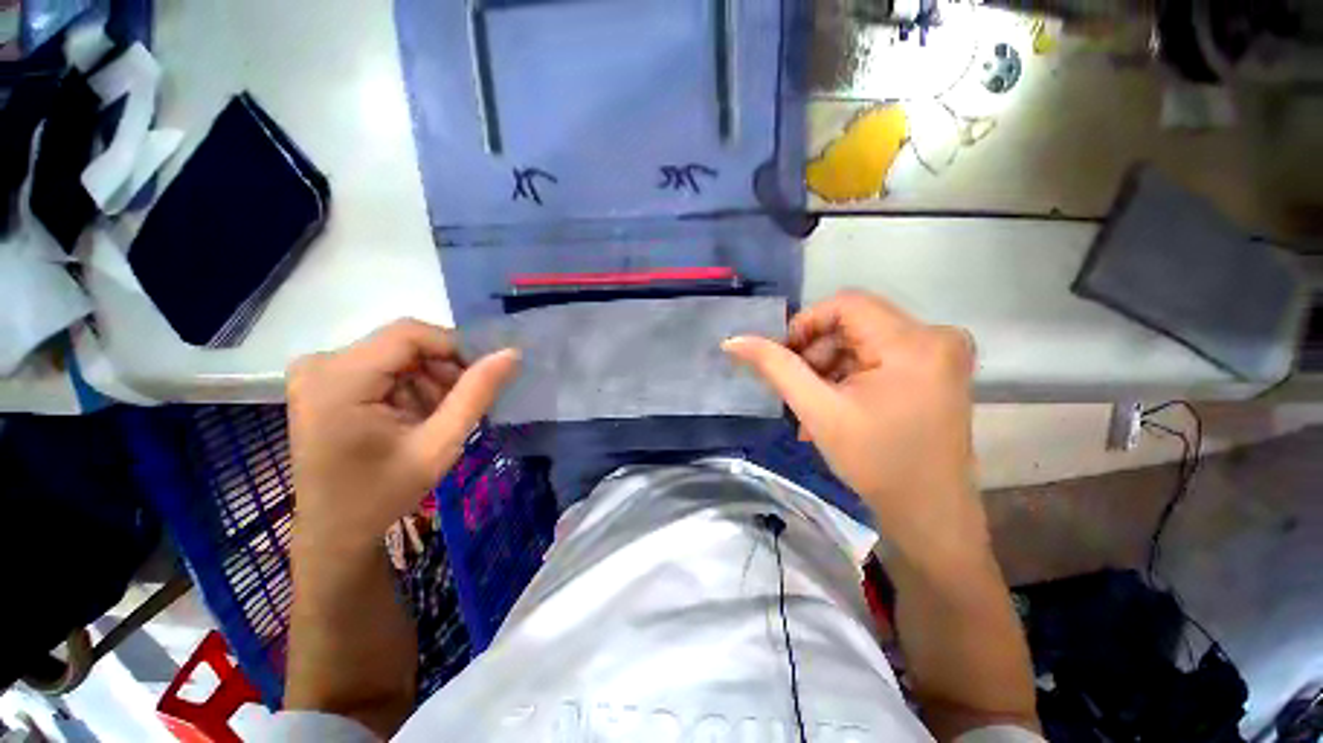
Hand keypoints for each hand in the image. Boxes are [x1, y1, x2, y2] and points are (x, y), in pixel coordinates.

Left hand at [287, 319, 518, 557]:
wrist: (335, 532)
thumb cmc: (384, 494)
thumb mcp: (439, 445)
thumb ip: (476, 394)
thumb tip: (511, 353)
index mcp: (338, 379)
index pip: (410, 334)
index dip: (455, 347)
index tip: (483, 377)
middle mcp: (320, 364)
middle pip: (403, 344)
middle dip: (443, 369)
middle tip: (462, 405)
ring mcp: (317, 371)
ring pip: (397, 354)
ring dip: (429, 380)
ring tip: (438, 416)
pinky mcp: (322, 381)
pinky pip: (383, 366)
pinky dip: (409, 386)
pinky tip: (414, 416)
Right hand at [724, 291, 982, 563]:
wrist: (930, 513)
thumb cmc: (876, 463)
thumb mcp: (818, 411)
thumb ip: (775, 368)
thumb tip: (733, 341)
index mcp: (913, 342)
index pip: (845, 304)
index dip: (805, 324)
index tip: (784, 358)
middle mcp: (936, 336)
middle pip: (854, 322)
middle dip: (816, 353)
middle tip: (797, 389)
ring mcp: (941, 353)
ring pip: (862, 340)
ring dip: (829, 368)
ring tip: (812, 407)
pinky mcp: (937, 369)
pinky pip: (878, 356)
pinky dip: (849, 376)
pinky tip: (834, 406)